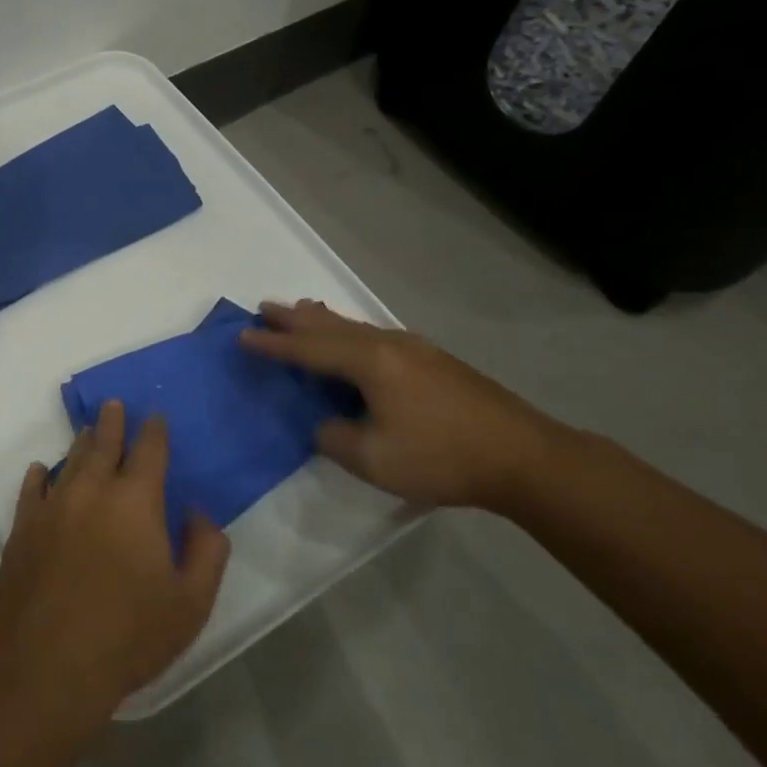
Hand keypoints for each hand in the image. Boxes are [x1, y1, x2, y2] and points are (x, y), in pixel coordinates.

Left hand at [0, 402, 229, 725]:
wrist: (48, 664)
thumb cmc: (129, 635)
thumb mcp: (190, 603)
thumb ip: (206, 551)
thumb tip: (198, 513)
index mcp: (135, 501)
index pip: (149, 451)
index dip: (155, 430)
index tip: (155, 417)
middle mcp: (92, 490)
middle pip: (104, 444)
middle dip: (113, 422)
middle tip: (114, 404)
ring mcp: (52, 506)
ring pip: (70, 461)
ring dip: (82, 444)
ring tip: (88, 431)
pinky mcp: (23, 527)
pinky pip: (32, 489)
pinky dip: (39, 475)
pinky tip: (40, 470)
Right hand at [241, 299, 570, 508]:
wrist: (524, 457)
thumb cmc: (442, 457)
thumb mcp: (374, 459)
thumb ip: (335, 438)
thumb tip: (326, 423)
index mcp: (370, 362)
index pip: (309, 350)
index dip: (274, 345)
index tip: (242, 335)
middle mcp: (388, 345)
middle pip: (330, 326)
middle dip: (294, 319)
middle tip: (264, 307)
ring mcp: (414, 349)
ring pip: (355, 327)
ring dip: (322, 321)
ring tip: (300, 310)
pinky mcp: (433, 360)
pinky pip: (374, 335)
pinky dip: (349, 331)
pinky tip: (353, 339)